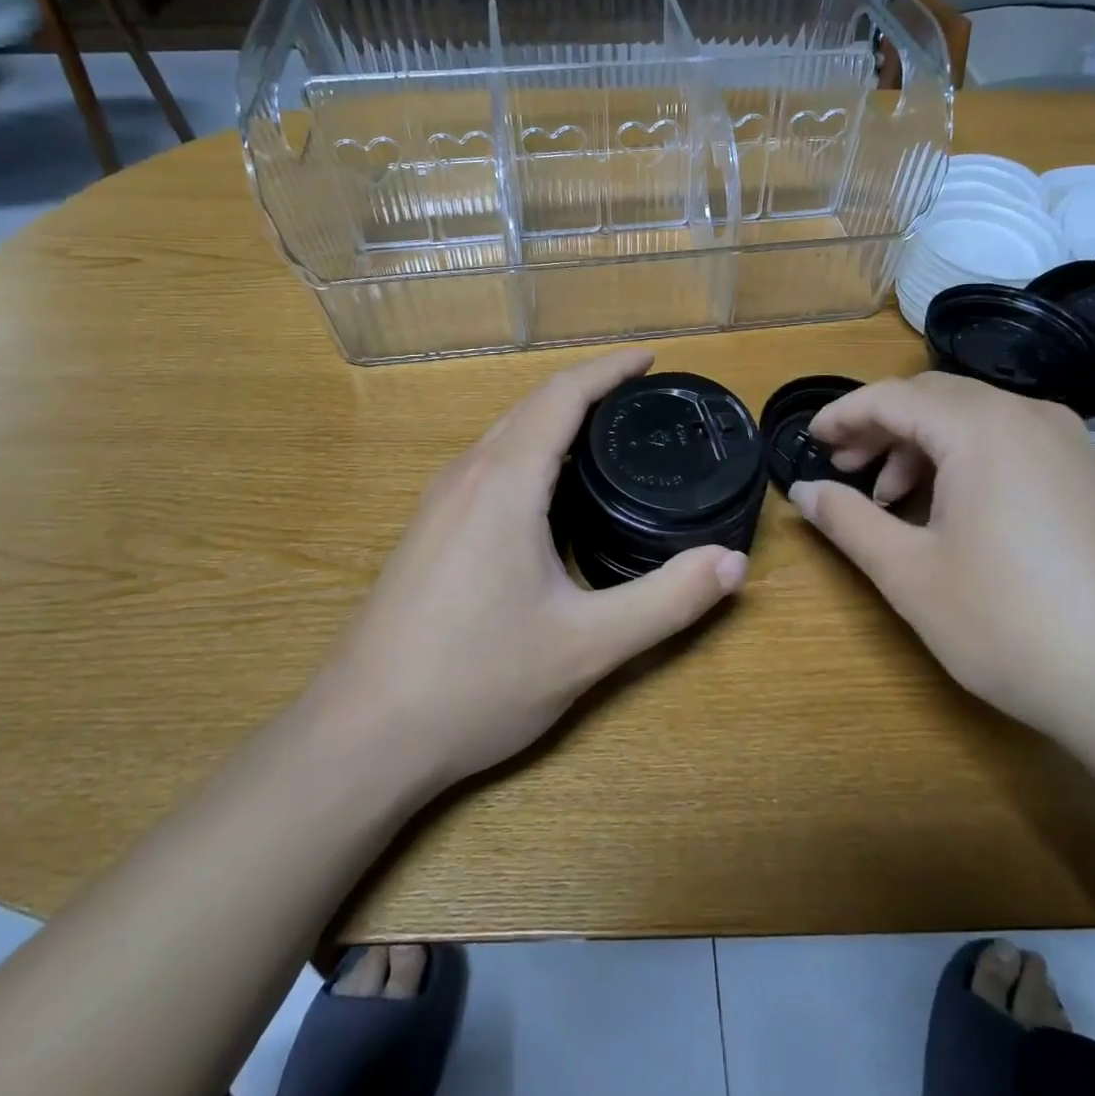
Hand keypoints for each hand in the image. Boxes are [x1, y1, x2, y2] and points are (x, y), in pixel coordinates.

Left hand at [319, 348, 747, 789]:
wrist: (361, 735)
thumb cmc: (476, 682)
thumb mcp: (587, 645)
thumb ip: (667, 600)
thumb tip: (733, 564)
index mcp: (505, 481)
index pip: (563, 395)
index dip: (610, 370)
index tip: (651, 360)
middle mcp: (467, 475)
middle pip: (532, 405)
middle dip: (588, 390)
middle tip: (642, 400)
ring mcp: (438, 502)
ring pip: (505, 434)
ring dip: (555, 420)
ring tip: (606, 437)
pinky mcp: (427, 530)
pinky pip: (487, 465)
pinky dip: (529, 452)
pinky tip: (549, 494)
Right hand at [788, 372, 1094, 747]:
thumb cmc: (1011, 624)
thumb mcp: (910, 573)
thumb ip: (847, 521)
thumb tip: (803, 491)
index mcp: (982, 428)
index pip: (892, 397)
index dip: (843, 414)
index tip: (810, 440)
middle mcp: (1030, 418)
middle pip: (934, 398)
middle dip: (881, 427)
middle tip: (845, 468)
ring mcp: (1070, 446)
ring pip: (975, 420)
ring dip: (922, 446)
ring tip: (892, 500)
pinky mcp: (1091, 479)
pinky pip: (1011, 444)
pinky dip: (965, 462)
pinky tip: (951, 513)